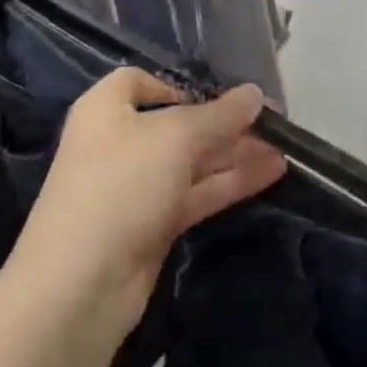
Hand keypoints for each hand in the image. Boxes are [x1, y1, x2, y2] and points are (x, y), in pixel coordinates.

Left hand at [7, 70, 285, 335]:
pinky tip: (270, 174)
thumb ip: (218, 116)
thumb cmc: (119, 186)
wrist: (80, 285)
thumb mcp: (172, 139)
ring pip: (191, 161)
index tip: (220, 96)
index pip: (139, 82)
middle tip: (276, 125)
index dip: (179, 85)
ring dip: (235, 154)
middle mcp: (118, 142)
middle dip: (223, 123)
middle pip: (176, 123)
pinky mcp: (152, 224)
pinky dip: (229, 184)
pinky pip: (195, 194)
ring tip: (286, 151)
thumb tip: (255, 94)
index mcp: (105, 109)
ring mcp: (135, 187)